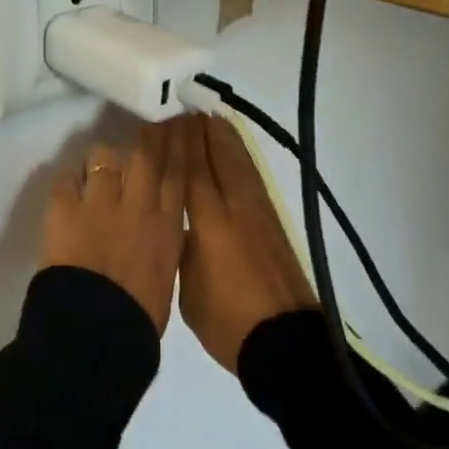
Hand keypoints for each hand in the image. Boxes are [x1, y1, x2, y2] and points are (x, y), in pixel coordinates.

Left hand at [39, 121, 185, 331]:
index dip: (180, 145)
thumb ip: (165, 243)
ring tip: (100, 168)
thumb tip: (160, 227)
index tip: (182, 125)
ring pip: (105, 158)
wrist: (95, 332)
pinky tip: (71, 186)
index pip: (178, 173)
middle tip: (151, 125)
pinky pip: (68, 178)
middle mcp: (138, 204)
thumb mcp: (167, 275)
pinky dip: (71, 179)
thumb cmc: (138, 319)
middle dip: (151, 135)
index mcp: (167, 226)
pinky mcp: (64, 208)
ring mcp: (100, 202)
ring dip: (105, 160)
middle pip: (146, 155)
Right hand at [179, 114, 316, 372]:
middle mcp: (235, 208)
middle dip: (200, 132)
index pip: (191, 170)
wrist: (283, 340)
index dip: (179, 142)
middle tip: (183, 109)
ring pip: (238, 163)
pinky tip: (236, 152)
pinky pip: (252, 177)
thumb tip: (179, 219)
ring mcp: (258, 212)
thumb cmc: (227, 321)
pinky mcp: (272, 222)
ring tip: (208, 119)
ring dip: (223, 139)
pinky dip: (241, 157)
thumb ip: (182, 244)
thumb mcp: (187, 285)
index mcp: (209, 222)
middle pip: (217, 158)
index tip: (166, 118)